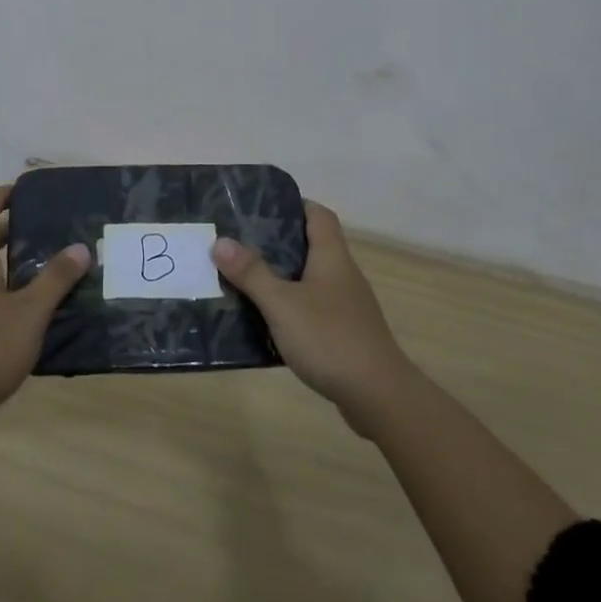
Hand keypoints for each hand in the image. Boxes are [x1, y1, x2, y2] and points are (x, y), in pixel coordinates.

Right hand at [214, 200, 413, 434]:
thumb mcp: (282, 304)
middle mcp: (342, 275)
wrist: (379, 397)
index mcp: (332, 257)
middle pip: (311, 245)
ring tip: (244, 279)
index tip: (261, 207)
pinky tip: (265, 320)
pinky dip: (290, 307)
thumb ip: (252, 273)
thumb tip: (220, 241)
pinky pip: (312, 308)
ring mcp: (346, 306)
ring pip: (309, 279)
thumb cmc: (330, 339)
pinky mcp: (345, 334)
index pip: (319, 215)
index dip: (294, 204)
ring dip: (280, 277)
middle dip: (276, 242)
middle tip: (239, 243)